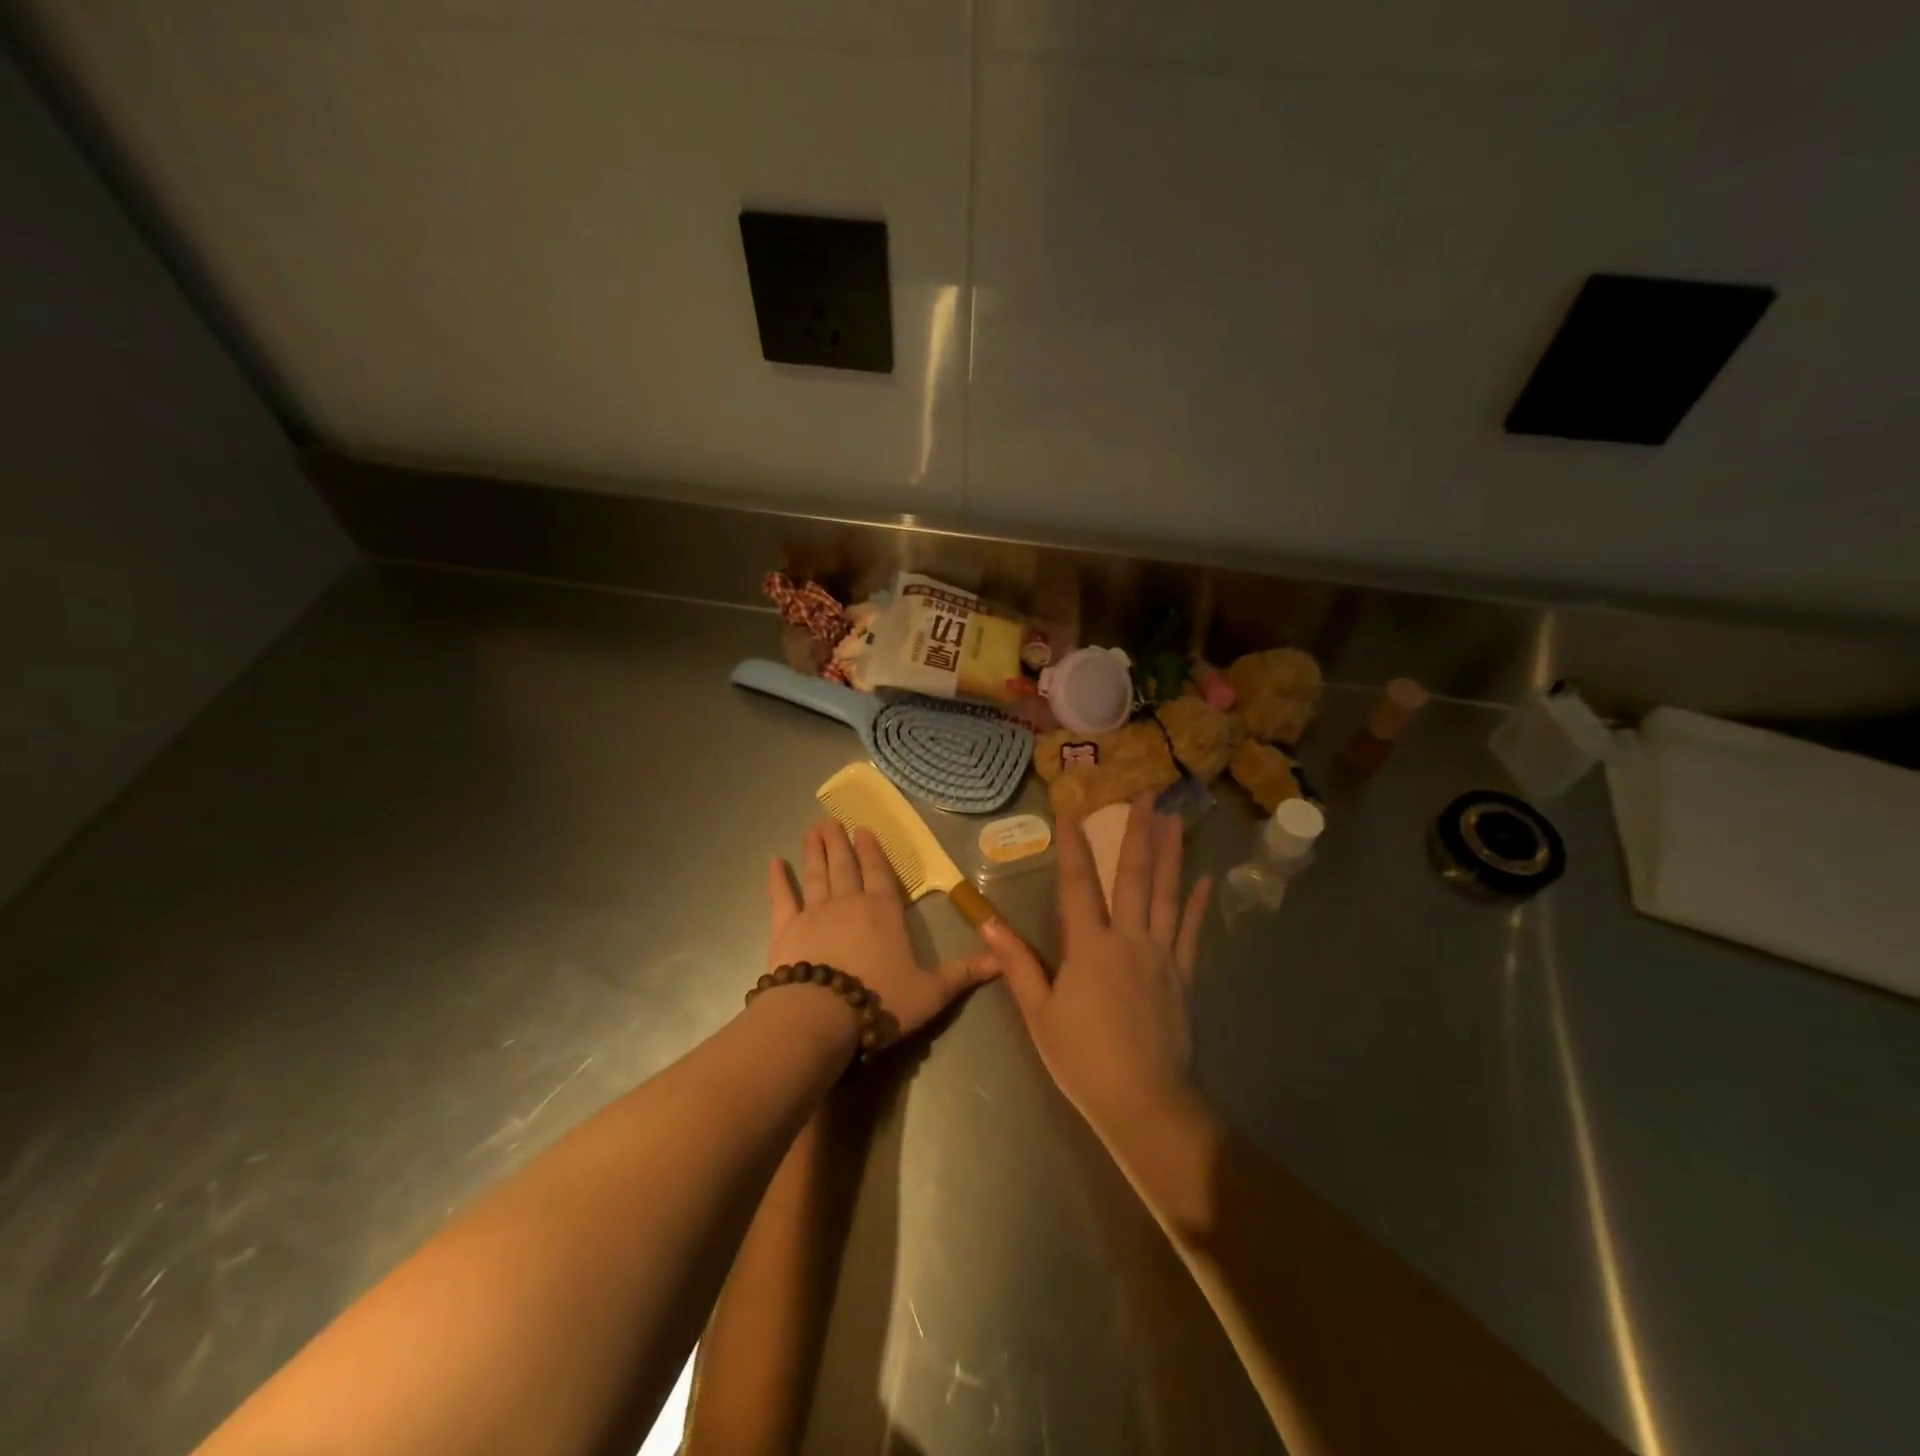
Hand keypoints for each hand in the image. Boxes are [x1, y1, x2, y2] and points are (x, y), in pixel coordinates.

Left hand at [767, 820, 999, 1038]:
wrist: (822, 1015)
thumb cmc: (880, 1000)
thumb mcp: (931, 992)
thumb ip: (964, 973)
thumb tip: (1004, 961)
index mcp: (884, 911)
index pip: (879, 873)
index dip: (873, 851)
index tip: (863, 829)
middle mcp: (849, 902)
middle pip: (845, 866)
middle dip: (840, 842)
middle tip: (831, 820)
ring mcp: (815, 913)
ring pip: (816, 874)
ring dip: (815, 851)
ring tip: (812, 829)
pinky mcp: (786, 929)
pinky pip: (781, 898)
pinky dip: (778, 880)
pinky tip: (774, 862)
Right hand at [986, 794, 1211, 1145]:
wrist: (1144, 1102)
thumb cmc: (1083, 1059)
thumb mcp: (1039, 1014)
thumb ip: (1017, 965)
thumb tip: (988, 925)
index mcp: (1089, 947)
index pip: (1079, 884)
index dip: (1074, 845)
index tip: (1073, 810)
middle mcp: (1128, 939)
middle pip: (1134, 877)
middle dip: (1139, 833)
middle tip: (1147, 794)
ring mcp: (1162, 955)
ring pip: (1168, 895)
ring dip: (1171, 854)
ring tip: (1174, 819)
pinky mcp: (1184, 976)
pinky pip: (1193, 932)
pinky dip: (1199, 905)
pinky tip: (1206, 880)